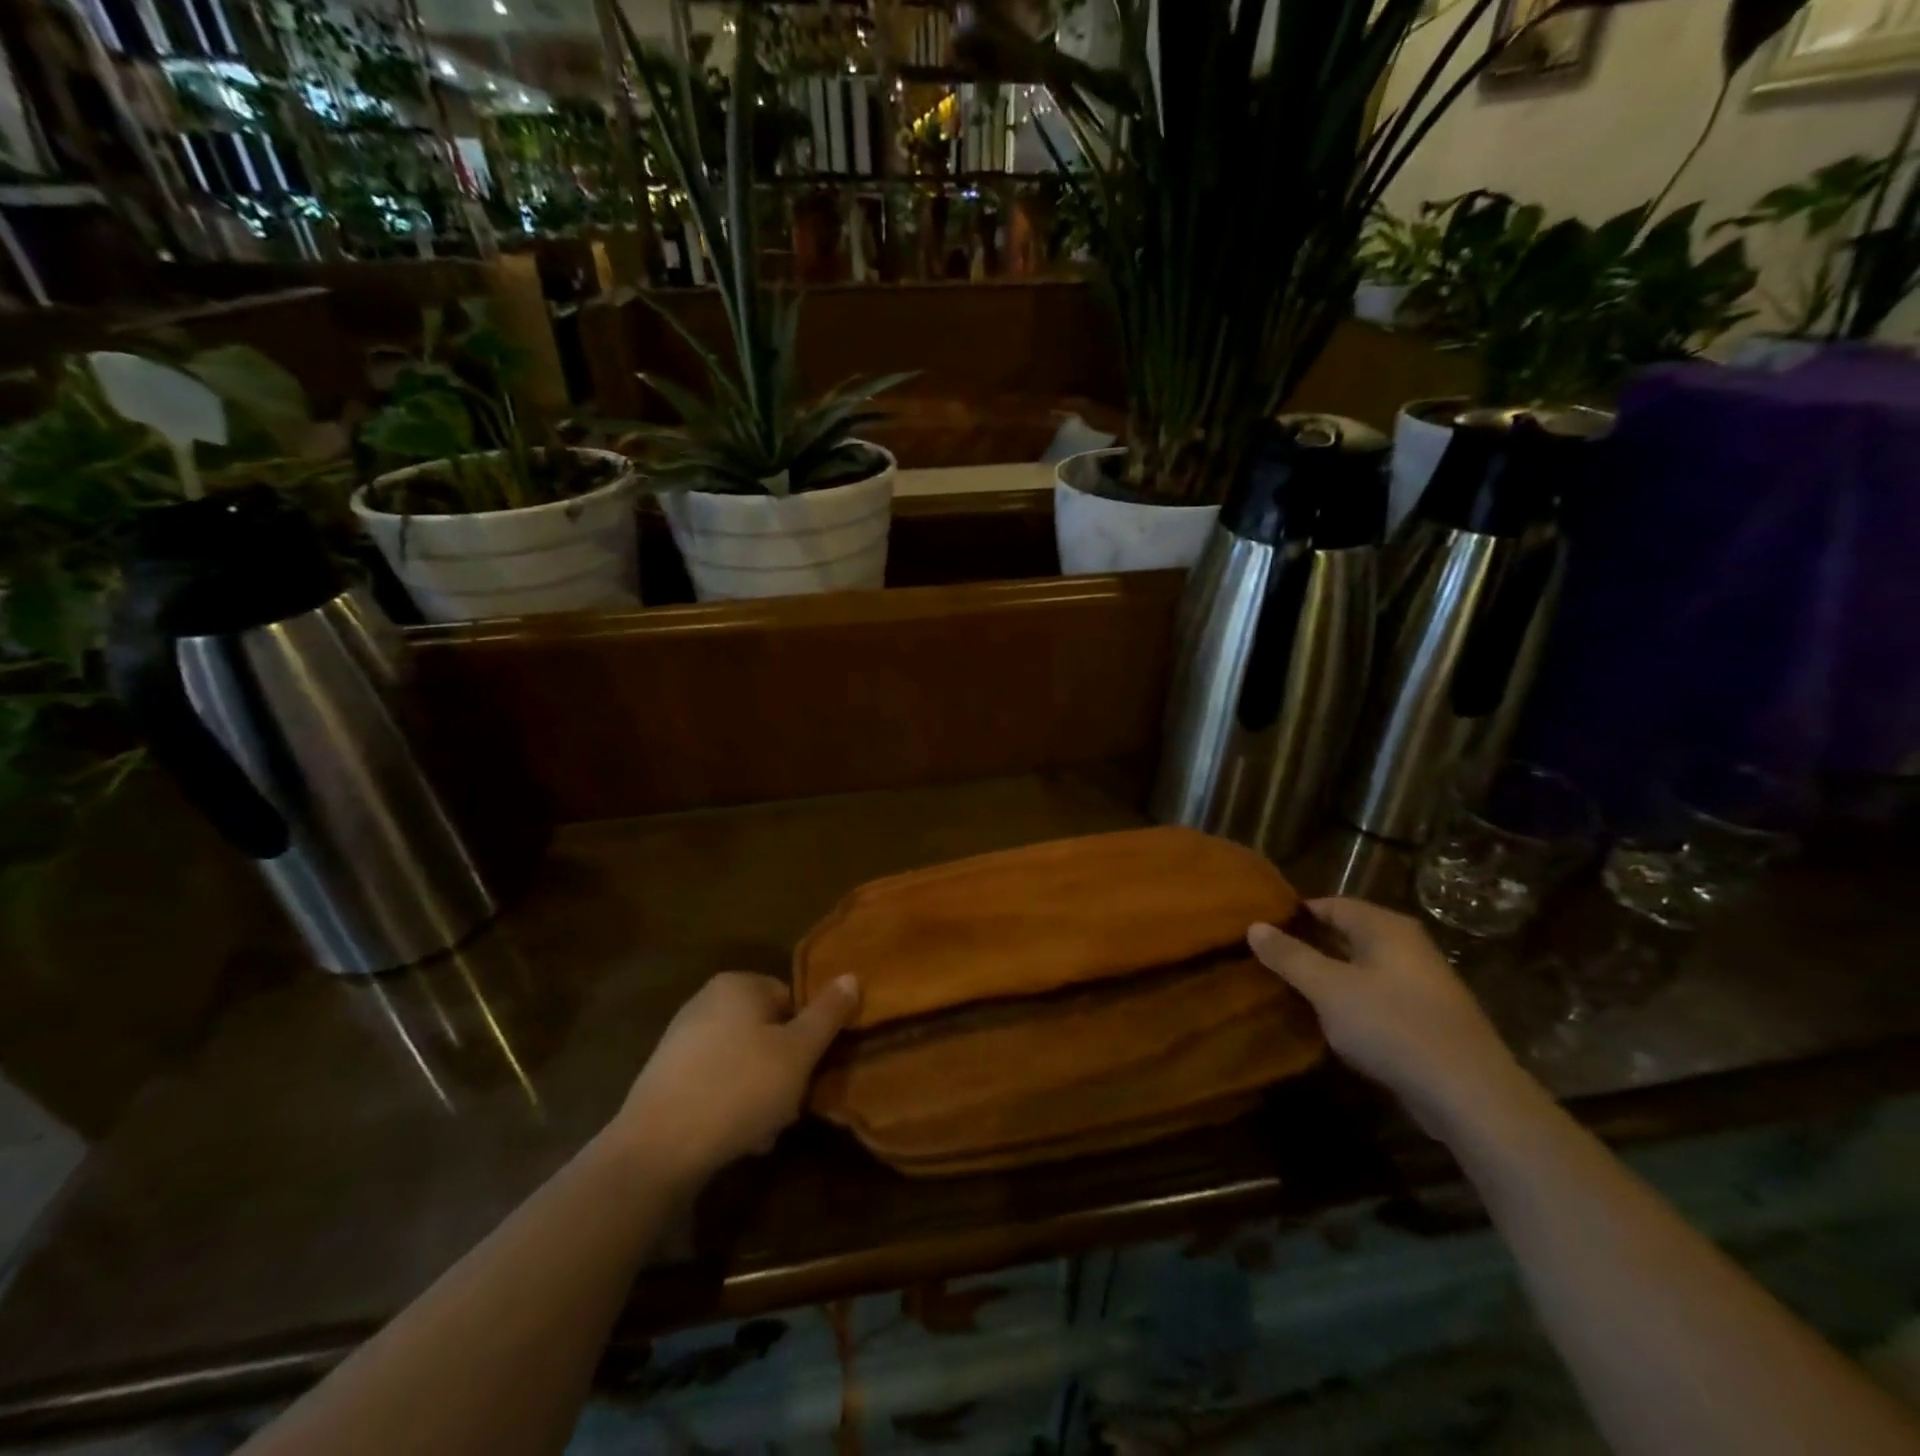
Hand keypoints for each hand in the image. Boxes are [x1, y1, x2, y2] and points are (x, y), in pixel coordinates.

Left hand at [609, 972, 860, 1187]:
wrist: (655, 1149)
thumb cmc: (738, 1089)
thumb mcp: (798, 1052)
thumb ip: (828, 1014)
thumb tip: (852, 976)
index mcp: (738, 984)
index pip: (791, 1000)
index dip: (807, 1038)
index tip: (809, 1074)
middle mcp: (707, 1001)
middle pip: (768, 1032)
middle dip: (783, 1072)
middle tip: (788, 1108)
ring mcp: (682, 1039)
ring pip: (744, 1061)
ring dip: (761, 1094)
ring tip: (763, 1132)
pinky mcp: (666, 1076)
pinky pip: (716, 1082)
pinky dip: (731, 1104)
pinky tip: (737, 1139)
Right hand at [1249, 898, 1541, 1141]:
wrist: (1470, 1095)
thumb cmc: (1392, 1026)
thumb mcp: (1328, 988)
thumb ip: (1290, 956)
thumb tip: (1254, 926)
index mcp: (1385, 927)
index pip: (1330, 904)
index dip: (1294, 915)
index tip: (1260, 930)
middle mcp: (1407, 946)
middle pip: (1346, 934)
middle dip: (1308, 946)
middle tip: (1267, 960)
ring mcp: (1421, 983)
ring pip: (1361, 968)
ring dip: (1328, 977)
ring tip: (1288, 990)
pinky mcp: (1427, 1018)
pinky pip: (1377, 997)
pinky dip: (1350, 1002)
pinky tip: (1328, 1021)